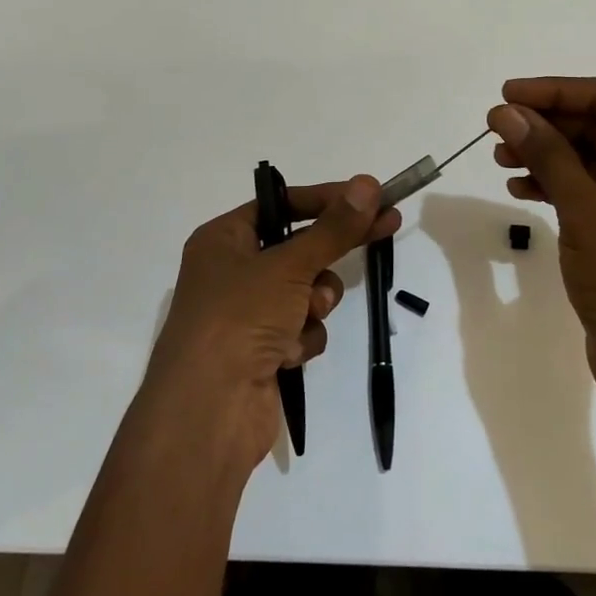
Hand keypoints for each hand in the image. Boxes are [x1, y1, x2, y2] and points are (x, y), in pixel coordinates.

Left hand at [145, 176, 399, 472]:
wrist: (208, 412)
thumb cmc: (239, 319)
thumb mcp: (290, 265)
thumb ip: (334, 228)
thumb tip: (368, 183)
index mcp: (223, 239)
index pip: (283, 204)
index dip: (328, 199)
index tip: (371, 195)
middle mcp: (232, 271)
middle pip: (299, 246)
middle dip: (331, 249)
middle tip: (387, 226)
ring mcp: (247, 313)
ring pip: (306, 290)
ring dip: (315, 301)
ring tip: (308, 313)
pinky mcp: (262, 350)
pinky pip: (301, 328)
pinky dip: (303, 337)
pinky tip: (288, 354)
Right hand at [488, 78, 595, 411]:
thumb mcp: (584, 210)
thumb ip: (547, 153)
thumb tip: (507, 111)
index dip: (555, 91)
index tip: (506, 94)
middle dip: (547, 125)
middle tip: (496, 128)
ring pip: (592, 158)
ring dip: (547, 154)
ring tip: (499, 157)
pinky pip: (592, 189)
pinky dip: (558, 184)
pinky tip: (520, 187)